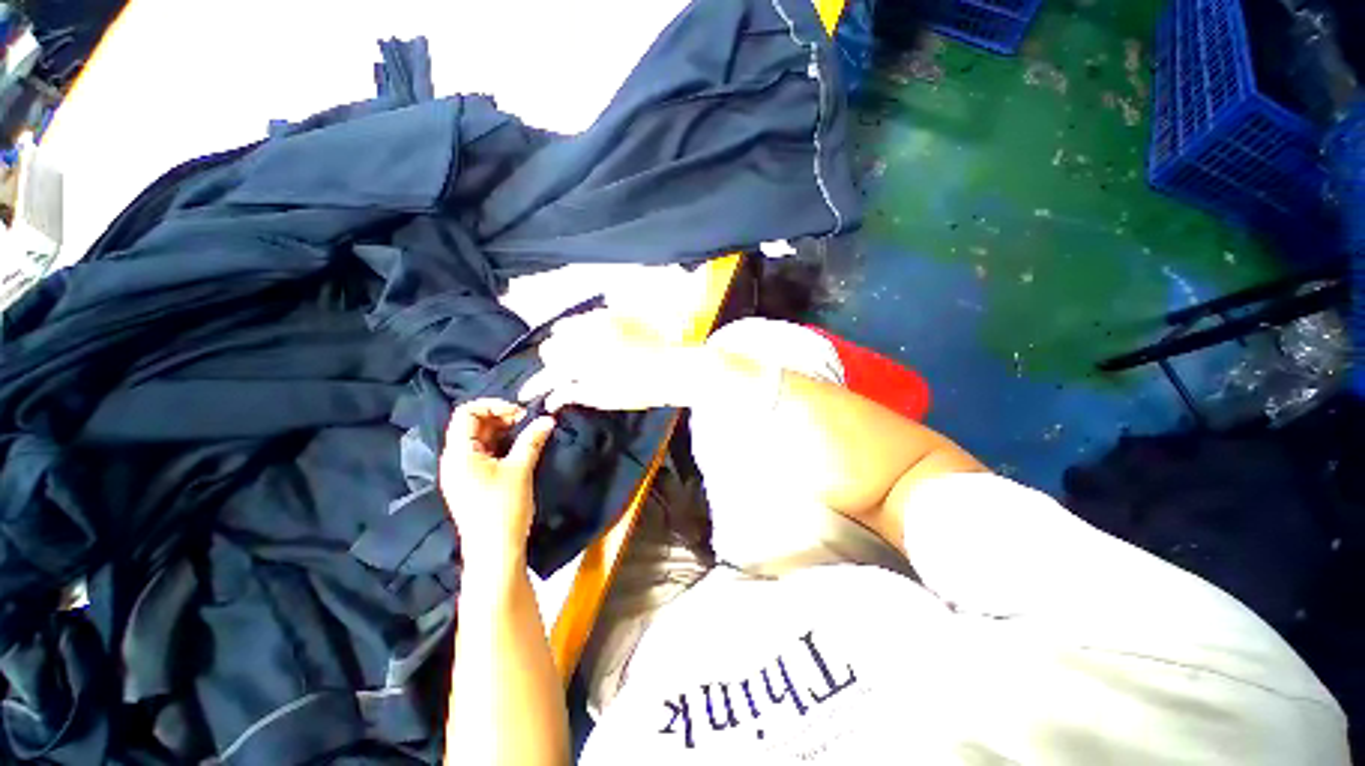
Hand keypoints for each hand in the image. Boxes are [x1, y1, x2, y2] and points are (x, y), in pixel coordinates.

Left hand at [439, 399, 555, 576]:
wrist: (495, 551)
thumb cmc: (503, 508)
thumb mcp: (520, 469)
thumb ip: (532, 440)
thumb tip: (547, 419)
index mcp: (458, 453)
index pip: (466, 413)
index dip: (493, 405)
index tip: (520, 413)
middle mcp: (455, 459)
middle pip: (472, 424)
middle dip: (501, 416)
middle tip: (528, 421)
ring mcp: (462, 471)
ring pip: (480, 438)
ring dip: (503, 430)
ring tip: (528, 432)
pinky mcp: (472, 481)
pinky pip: (484, 452)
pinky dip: (501, 444)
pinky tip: (520, 447)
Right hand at [519, 309, 698, 411]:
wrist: (674, 367)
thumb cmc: (642, 389)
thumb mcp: (606, 398)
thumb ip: (576, 393)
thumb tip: (554, 397)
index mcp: (582, 364)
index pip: (548, 373)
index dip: (536, 386)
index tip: (529, 395)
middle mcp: (584, 338)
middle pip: (551, 348)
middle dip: (551, 363)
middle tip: (560, 375)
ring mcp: (597, 323)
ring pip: (563, 329)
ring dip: (563, 344)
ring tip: (571, 355)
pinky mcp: (610, 315)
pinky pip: (583, 318)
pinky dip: (577, 328)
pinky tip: (583, 337)